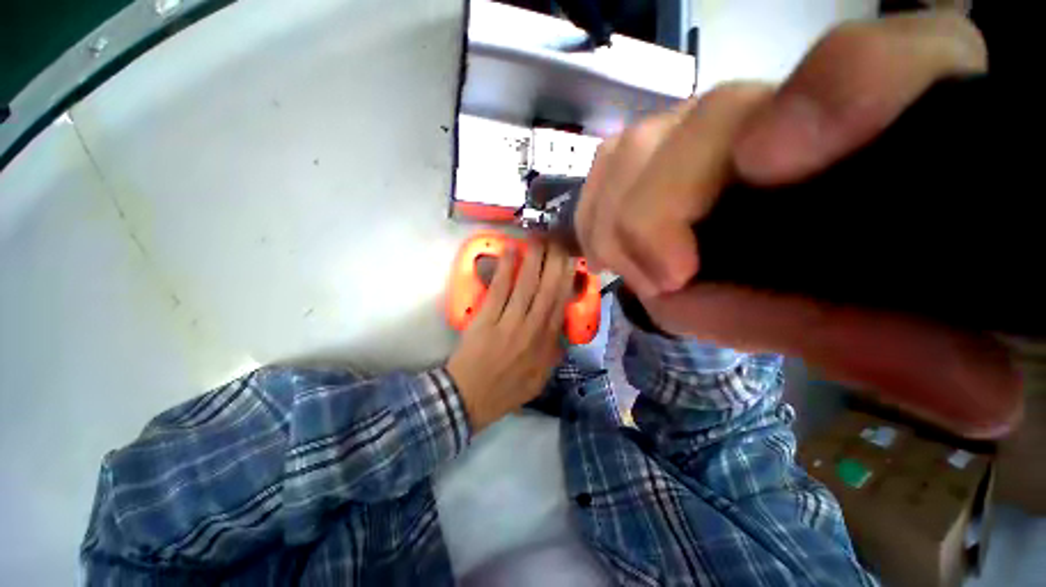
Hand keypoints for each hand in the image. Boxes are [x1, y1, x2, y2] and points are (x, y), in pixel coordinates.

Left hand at [447, 240, 574, 432]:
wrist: (470, 397)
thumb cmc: (506, 389)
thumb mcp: (539, 378)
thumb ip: (553, 353)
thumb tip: (562, 329)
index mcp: (545, 343)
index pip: (560, 304)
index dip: (567, 279)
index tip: (571, 259)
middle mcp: (532, 329)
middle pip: (547, 289)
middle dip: (554, 262)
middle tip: (557, 239)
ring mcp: (509, 322)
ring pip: (526, 285)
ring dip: (533, 259)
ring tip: (538, 238)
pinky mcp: (486, 318)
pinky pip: (499, 289)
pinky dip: (505, 268)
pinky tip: (510, 250)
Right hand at [577, 13, 1020, 437]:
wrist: (741, 238)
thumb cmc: (796, 273)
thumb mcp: (848, 312)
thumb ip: (898, 343)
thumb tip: (990, 407)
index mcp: (873, 113)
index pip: (878, 58)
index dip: (839, 93)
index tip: (771, 164)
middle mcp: (773, 100)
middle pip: (706, 122)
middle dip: (663, 213)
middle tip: (668, 279)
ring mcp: (698, 119)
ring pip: (635, 148)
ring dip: (623, 221)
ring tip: (638, 270)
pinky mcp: (647, 145)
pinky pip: (604, 166)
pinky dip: (597, 212)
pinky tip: (611, 248)